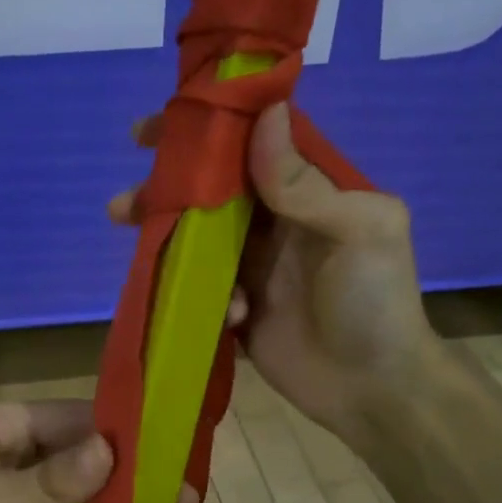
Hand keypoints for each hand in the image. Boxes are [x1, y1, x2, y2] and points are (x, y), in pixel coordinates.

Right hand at [110, 103, 436, 449]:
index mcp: (310, 191)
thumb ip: (306, 183)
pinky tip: (232, 316)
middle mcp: (276, 220)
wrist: (371, 389)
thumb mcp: (359, 231)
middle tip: (126, 199)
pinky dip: (202, 295)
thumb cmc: (375, 302)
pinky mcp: (237, 306)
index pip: (253, 143)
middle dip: (167, 188)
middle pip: (213, 191)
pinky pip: (202, 287)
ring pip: (197, 236)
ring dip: (164, 236)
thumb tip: (266, 113)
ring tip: (129, 236)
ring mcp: (254, 265)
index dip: (209, 129)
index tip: (160, 127)